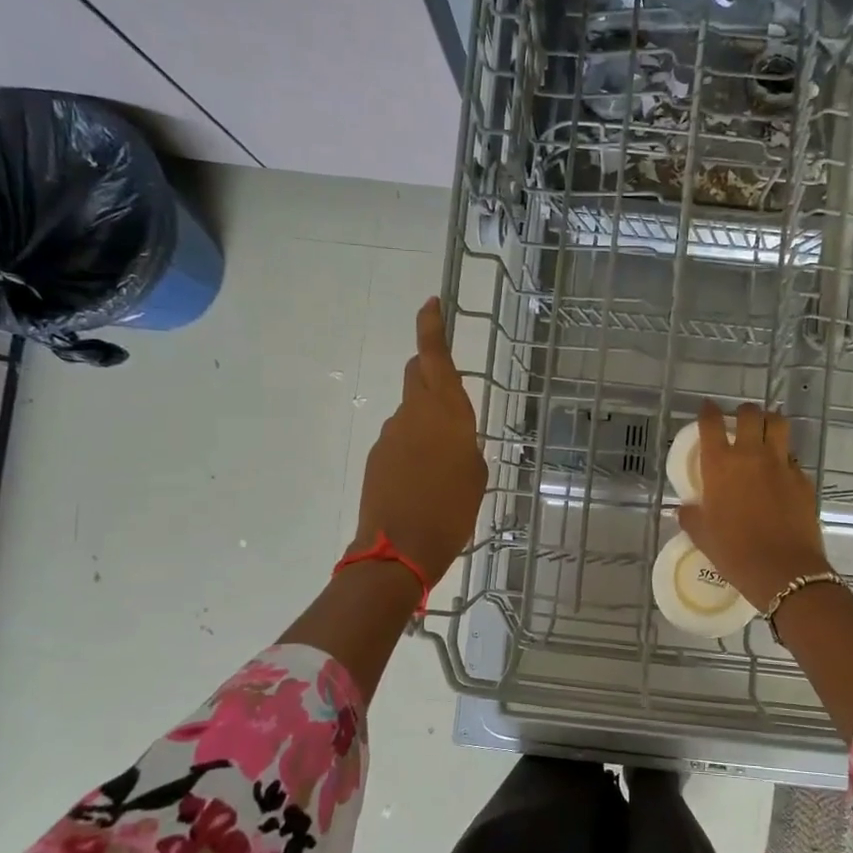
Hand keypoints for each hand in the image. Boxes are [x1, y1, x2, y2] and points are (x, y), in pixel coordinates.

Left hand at [352, 298, 487, 584]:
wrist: (398, 550)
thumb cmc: (452, 510)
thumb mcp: (476, 475)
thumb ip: (465, 446)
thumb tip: (451, 440)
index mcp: (445, 412)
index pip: (434, 356)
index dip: (431, 326)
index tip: (431, 303)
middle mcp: (413, 414)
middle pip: (417, 376)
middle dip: (430, 371)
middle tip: (450, 394)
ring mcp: (389, 435)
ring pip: (410, 414)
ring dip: (425, 425)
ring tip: (443, 466)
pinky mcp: (376, 458)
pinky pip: (399, 442)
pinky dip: (413, 451)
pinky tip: (424, 483)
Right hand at [676, 400, 829, 606]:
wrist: (783, 570)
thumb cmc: (734, 552)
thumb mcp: (703, 535)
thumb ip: (691, 516)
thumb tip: (684, 509)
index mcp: (720, 464)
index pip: (712, 423)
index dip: (708, 411)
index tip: (707, 408)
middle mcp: (751, 455)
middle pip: (750, 414)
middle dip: (744, 412)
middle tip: (740, 421)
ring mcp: (781, 464)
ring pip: (778, 425)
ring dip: (770, 422)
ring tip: (765, 431)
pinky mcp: (803, 479)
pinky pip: (793, 458)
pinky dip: (785, 459)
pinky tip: (780, 473)